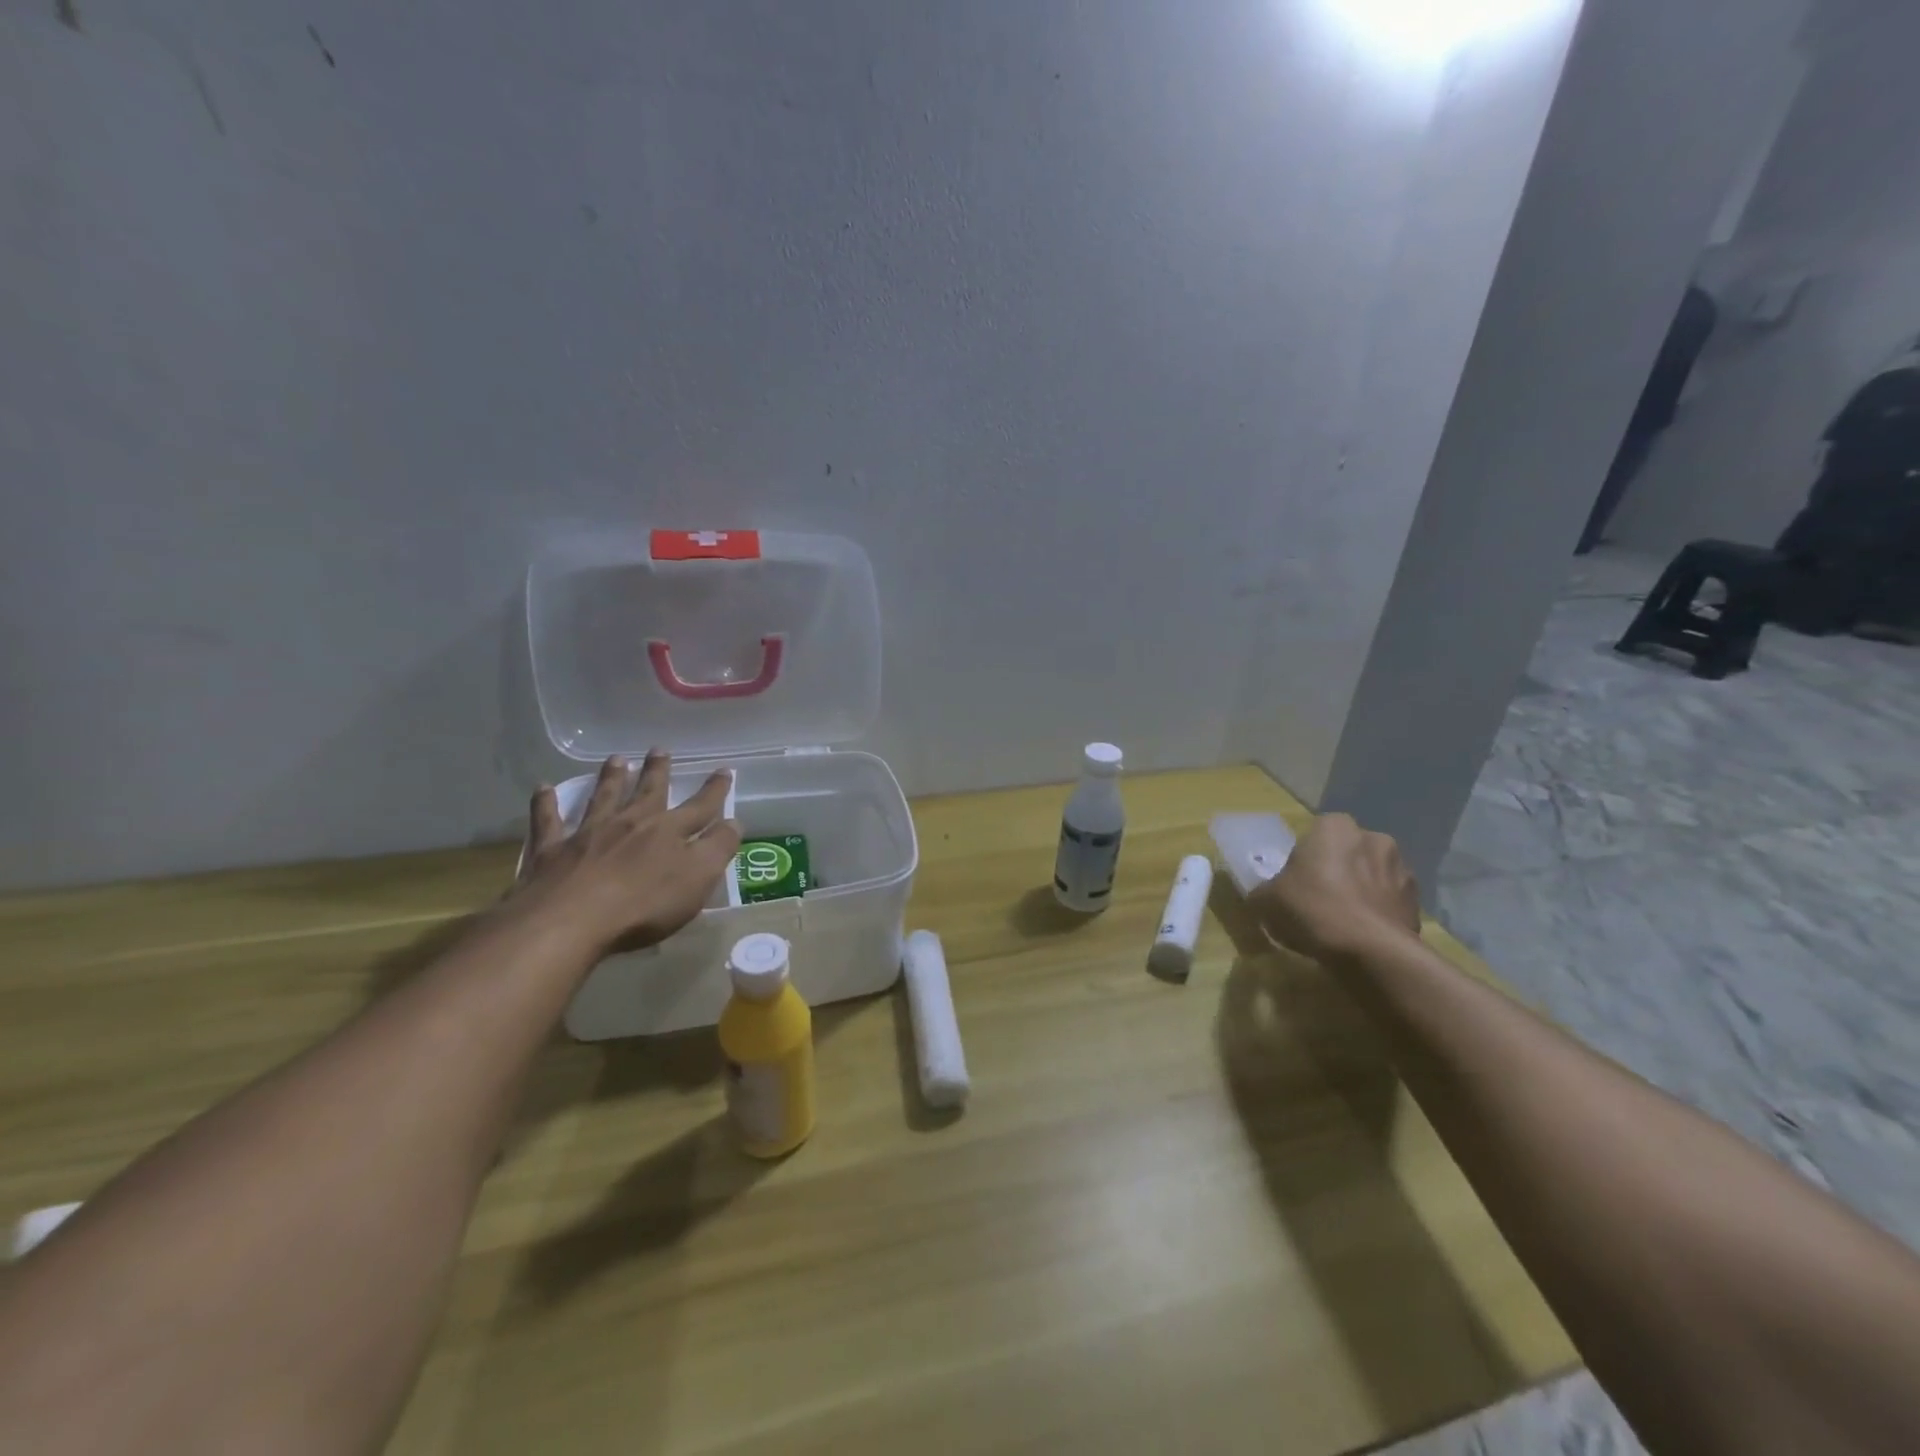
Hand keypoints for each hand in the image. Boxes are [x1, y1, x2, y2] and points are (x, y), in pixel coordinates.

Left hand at [507, 751, 741, 957]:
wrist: (570, 921)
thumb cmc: (643, 905)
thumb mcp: (697, 879)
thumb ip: (717, 848)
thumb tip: (733, 822)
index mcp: (668, 832)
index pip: (700, 807)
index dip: (715, 790)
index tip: (724, 770)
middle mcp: (630, 823)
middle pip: (648, 792)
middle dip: (657, 771)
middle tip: (659, 749)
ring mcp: (588, 834)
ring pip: (603, 798)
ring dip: (611, 778)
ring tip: (616, 759)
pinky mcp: (551, 851)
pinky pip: (548, 821)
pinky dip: (545, 803)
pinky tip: (543, 787)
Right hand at [1249, 813, 1421, 964]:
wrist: (1371, 950)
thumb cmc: (1313, 909)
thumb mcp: (1267, 900)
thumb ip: (1264, 891)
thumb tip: (1263, 896)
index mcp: (1335, 827)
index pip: (1317, 832)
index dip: (1306, 857)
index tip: (1298, 881)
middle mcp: (1373, 837)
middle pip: (1348, 851)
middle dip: (1339, 870)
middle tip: (1320, 899)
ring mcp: (1401, 868)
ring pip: (1373, 875)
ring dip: (1362, 890)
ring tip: (1345, 921)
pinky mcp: (1418, 900)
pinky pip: (1390, 901)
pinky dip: (1379, 912)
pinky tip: (1364, 934)